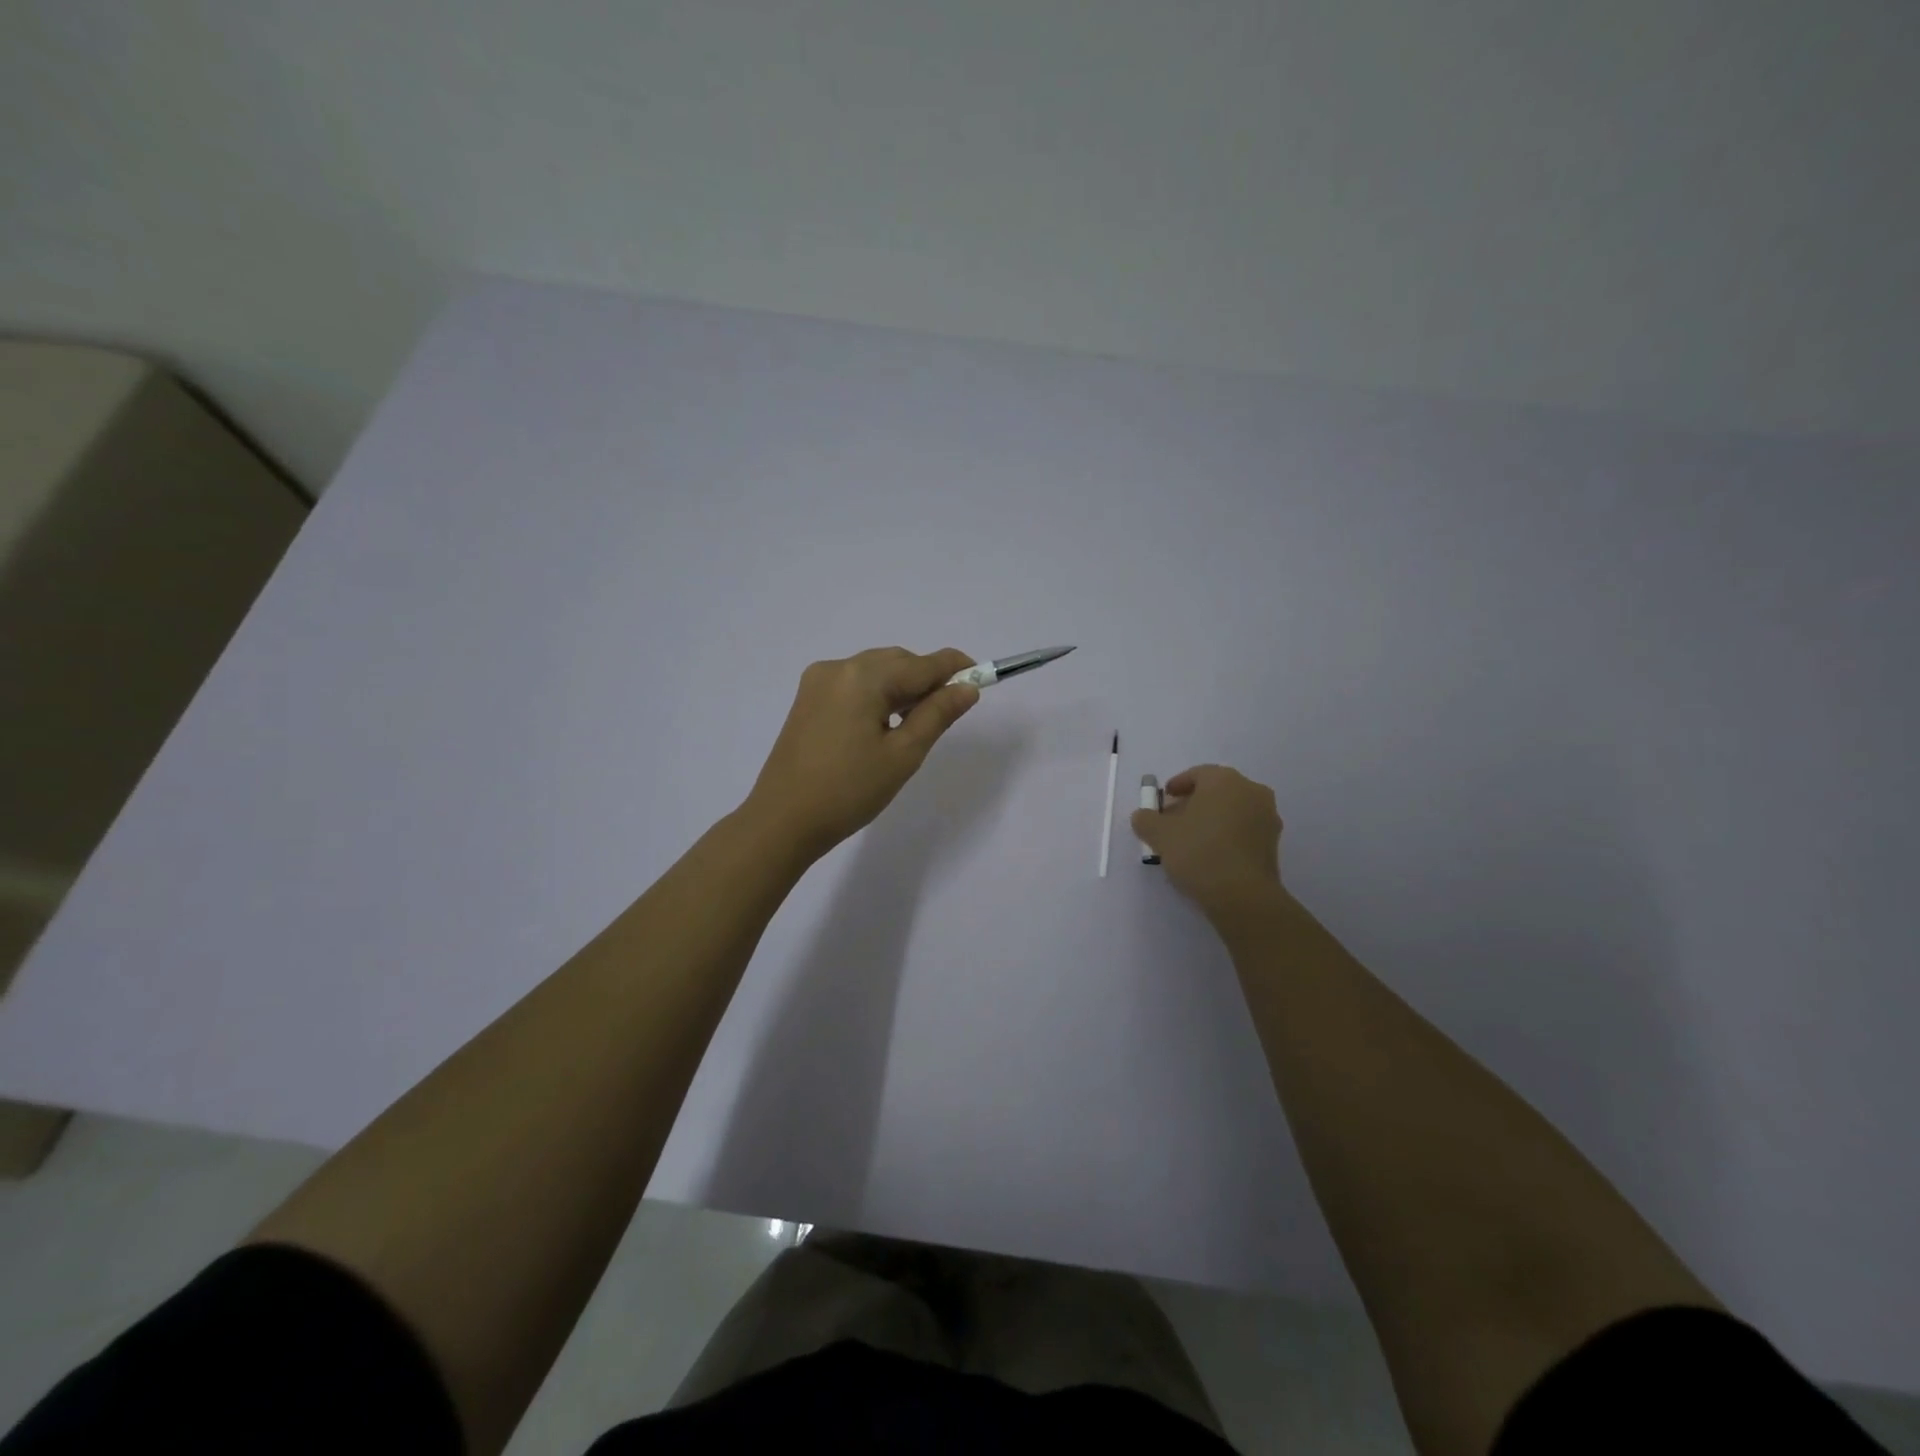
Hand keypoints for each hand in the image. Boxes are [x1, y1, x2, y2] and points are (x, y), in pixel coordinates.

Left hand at [744, 647, 979, 858]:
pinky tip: (882, 726)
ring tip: (915, 725)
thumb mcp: (903, 754)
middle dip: (926, 679)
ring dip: (901, 688)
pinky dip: (876, 696)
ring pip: (874, 672)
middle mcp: (838, 668)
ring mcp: (817, 682)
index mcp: (863, 677)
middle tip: (948, 712)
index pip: (922, 663)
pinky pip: (853, 685)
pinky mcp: (807, 700)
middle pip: (897, 662)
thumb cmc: (849, 791)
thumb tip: (967, 687)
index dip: (954, 668)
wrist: (782, 821)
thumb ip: (937, 714)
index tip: (981, 677)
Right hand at [1132, 765, 1283, 918]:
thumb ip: (1146, 819)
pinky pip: (1244, 829)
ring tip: (1190, 841)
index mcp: (1224, 780)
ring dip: (1211, 819)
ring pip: (1232, 810)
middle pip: (1216, 791)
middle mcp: (1251, 790)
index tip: (1162, 802)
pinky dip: (1227, 834)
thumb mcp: (1160, 835)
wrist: (1243, 895)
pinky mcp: (1274, 842)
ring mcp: (1267, 816)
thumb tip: (1143, 816)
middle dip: (1193, 803)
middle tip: (1173, 822)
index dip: (1176, 786)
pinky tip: (1211, 854)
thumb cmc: (1199, 852)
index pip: (1196, 774)